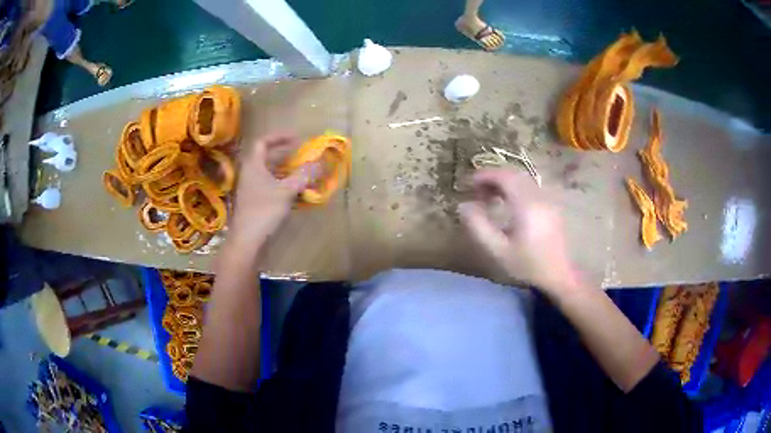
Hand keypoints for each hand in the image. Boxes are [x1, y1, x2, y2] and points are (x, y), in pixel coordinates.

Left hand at [229, 133, 314, 243]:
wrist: (247, 239)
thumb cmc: (264, 210)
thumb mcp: (287, 191)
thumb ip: (303, 175)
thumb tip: (320, 162)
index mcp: (254, 165)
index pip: (263, 142)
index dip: (279, 137)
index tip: (296, 139)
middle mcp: (249, 174)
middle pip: (265, 158)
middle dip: (284, 155)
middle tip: (300, 156)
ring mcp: (250, 189)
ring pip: (267, 173)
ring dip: (284, 171)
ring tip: (300, 174)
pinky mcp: (253, 202)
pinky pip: (267, 186)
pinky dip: (280, 185)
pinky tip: (292, 194)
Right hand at [458, 168, 581, 293]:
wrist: (558, 275)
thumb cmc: (527, 265)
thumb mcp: (498, 251)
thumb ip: (478, 227)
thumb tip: (463, 205)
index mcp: (526, 205)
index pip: (505, 177)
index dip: (486, 175)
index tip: (470, 183)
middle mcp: (539, 196)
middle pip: (515, 174)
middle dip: (494, 178)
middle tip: (478, 191)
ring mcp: (548, 200)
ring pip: (524, 180)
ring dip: (506, 183)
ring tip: (491, 198)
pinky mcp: (552, 207)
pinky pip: (532, 188)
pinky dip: (517, 189)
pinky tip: (510, 205)